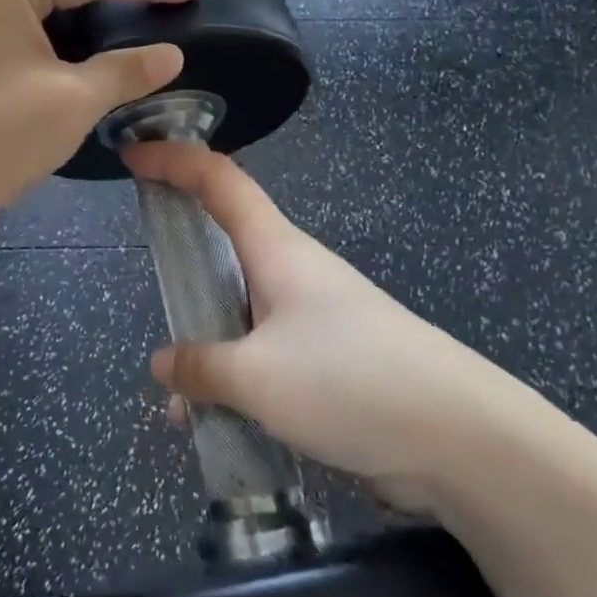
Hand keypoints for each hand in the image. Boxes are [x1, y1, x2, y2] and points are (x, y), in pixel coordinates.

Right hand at [126, 141, 538, 514]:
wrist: (464, 440)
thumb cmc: (351, 381)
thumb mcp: (258, 378)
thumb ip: (202, 367)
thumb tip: (164, 364)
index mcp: (276, 250)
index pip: (218, 180)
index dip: (173, 160)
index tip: (132, 156)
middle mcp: (293, 272)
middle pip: (227, 244)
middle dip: (185, 262)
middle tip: (154, 287)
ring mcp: (314, 317)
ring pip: (242, 312)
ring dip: (209, 344)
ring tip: (181, 399)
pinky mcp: (331, 360)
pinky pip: (265, 355)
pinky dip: (236, 380)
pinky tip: (220, 426)